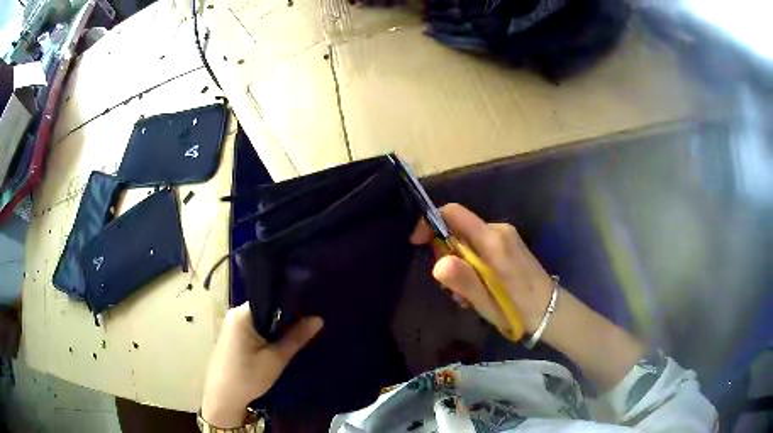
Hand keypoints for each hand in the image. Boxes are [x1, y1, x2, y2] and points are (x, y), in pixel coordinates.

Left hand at [201, 303, 322, 426]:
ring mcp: (233, 326)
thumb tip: (319, 318)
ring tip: (301, 333)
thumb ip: (296, 338)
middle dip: (287, 318)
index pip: (271, 299)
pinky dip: (268, 336)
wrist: (223, 399)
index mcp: (242, 314)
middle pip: (267, 310)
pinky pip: (256, 330)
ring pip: (262, 321)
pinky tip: (281, 343)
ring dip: (278, 329)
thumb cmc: (247, 377)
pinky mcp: (234, 338)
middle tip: (310, 324)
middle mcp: (235, 315)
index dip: (292, 305)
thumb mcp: (275, 359)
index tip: (312, 310)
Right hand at [410, 203, 553, 334]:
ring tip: (466, 296)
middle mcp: (498, 230)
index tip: (417, 243)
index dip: (430, 222)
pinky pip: (480, 247)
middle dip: (445, 254)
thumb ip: (464, 280)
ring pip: (467, 240)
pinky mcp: (509, 245)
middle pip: (458, 229)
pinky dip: (471, 264)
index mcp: (492, 240)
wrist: (551, 311)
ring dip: (458, 264)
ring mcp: (505, 236)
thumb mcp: (486, 301)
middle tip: (450, 287)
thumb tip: (438, 263)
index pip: (452, 213)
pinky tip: (478, 288)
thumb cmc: (518, 309)